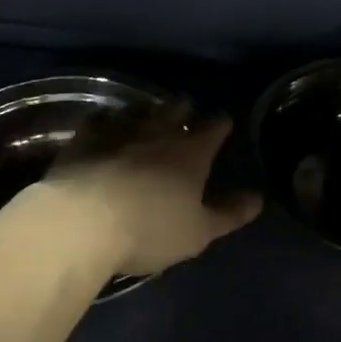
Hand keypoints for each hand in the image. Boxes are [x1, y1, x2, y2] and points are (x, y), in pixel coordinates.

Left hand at [32, 105, 261, 276]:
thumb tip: (257, 198)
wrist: (83, 223)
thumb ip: (229, 214)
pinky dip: (107, 120)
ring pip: (140, 110)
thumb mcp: (198, 232)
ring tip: (148, 114)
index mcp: (192, 153)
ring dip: (147, 110)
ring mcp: (120, 131)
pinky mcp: (85, 139)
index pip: (215, 127)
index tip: (223, 123)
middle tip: (186, 111)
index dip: (221, 124)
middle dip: (184, 109)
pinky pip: (100, 120)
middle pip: (176, 110)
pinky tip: (105, 124)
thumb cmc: (150, 230)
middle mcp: (159, 132)